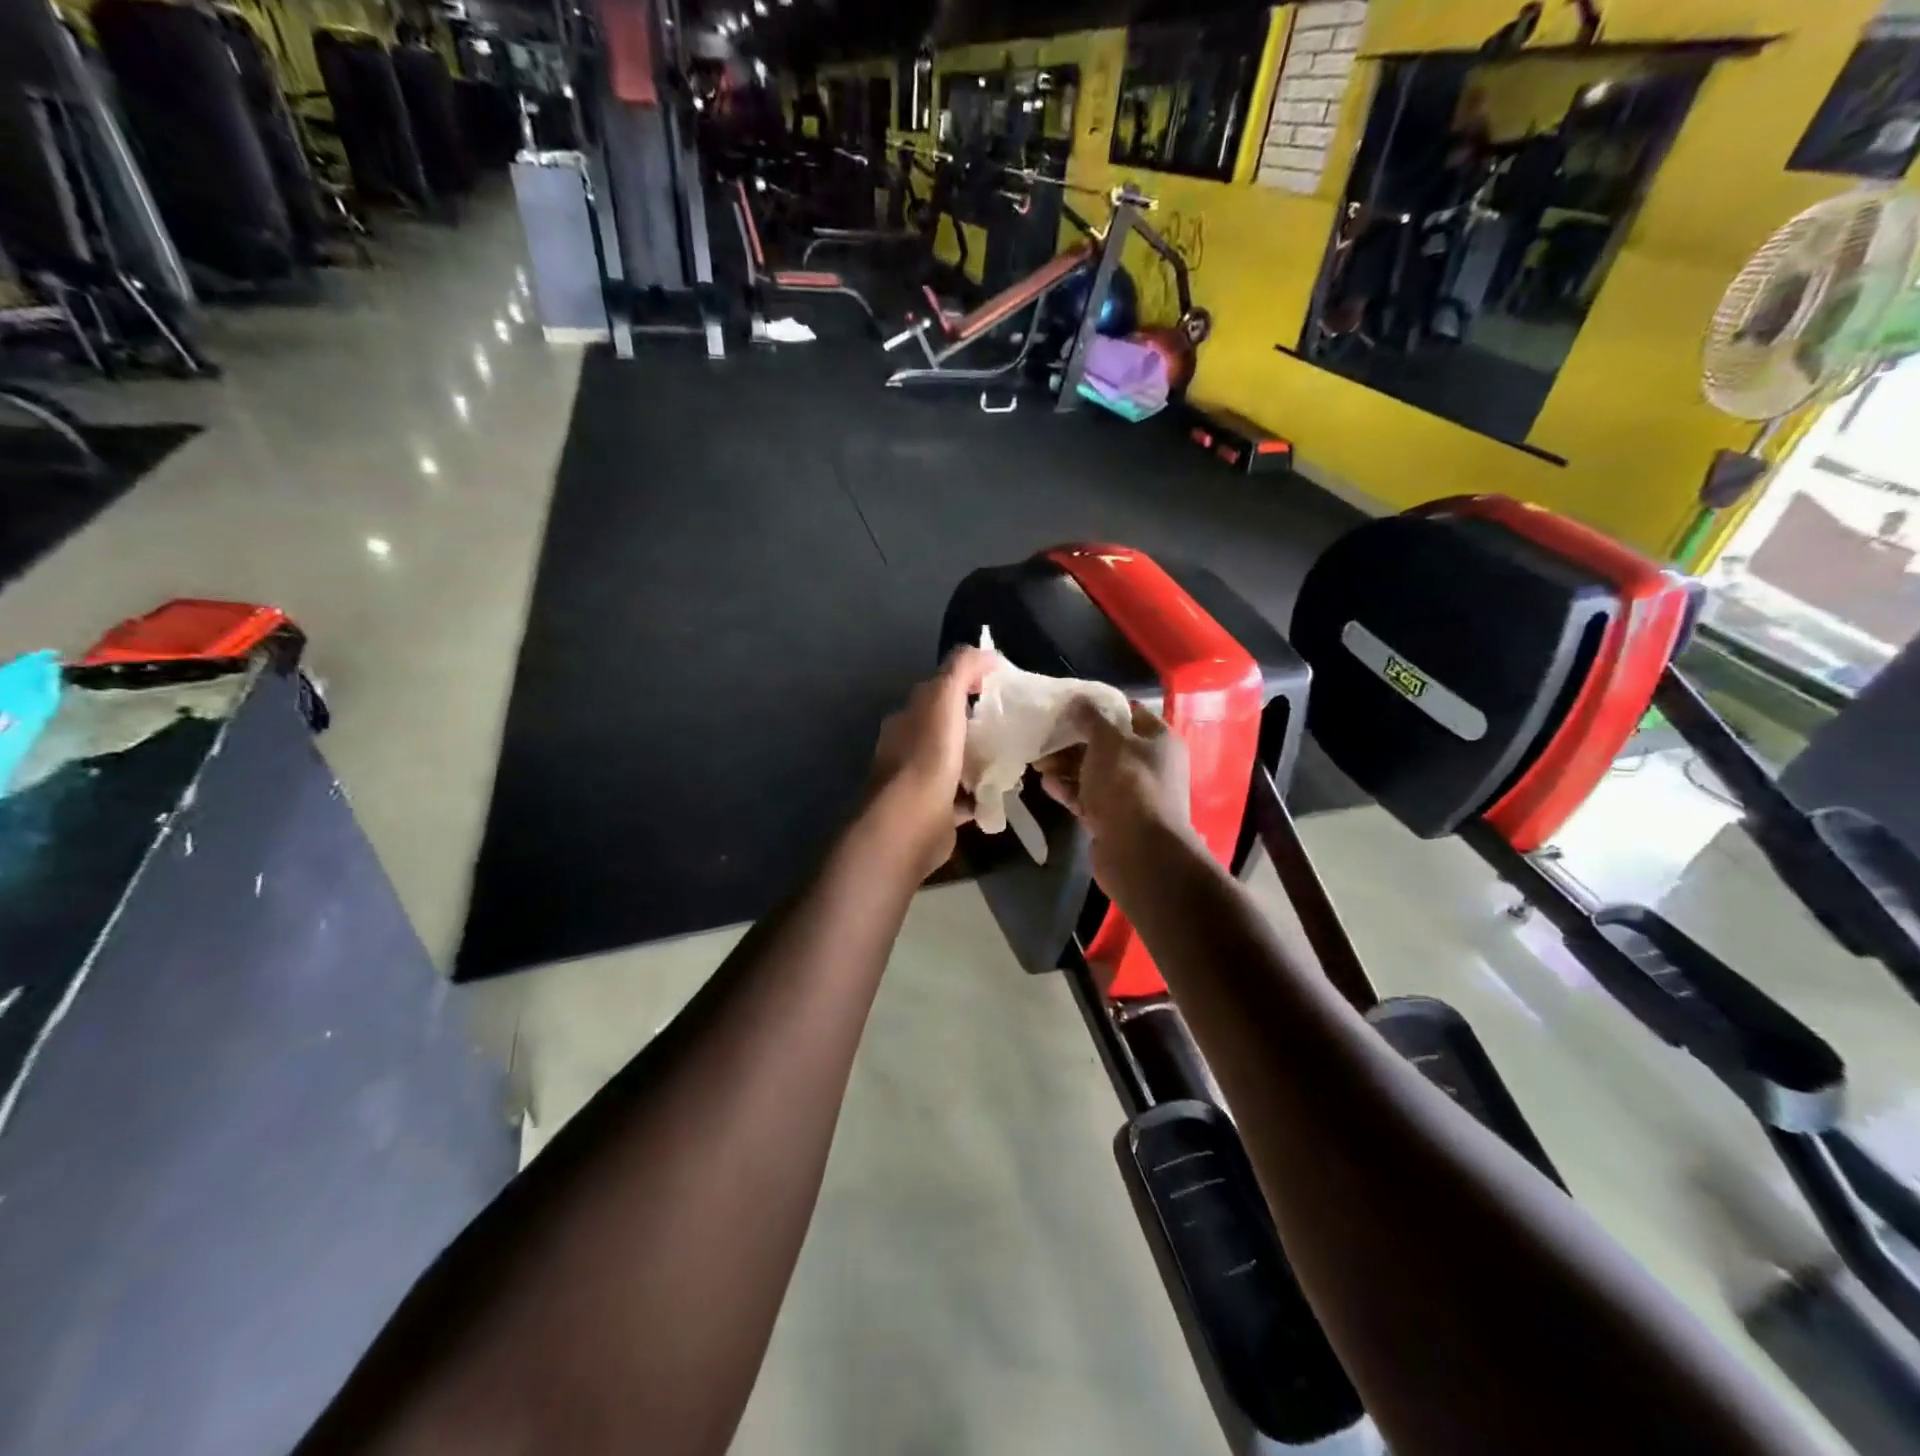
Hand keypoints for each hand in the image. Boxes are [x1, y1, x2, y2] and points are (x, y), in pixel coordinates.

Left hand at [869, 646, 996, 877]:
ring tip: (1012, 756)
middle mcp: (908, 746)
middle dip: (975, 723)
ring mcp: (919, 781)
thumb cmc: (927, 757)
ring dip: (978, 759)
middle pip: (946, 727)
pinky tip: (1001, 792)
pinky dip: (979, 793)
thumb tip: (986, 653)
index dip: (968, 683)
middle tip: (1012, 723)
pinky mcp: (934, 812)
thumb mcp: (944, 698)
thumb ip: (961, 669)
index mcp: (908, 717)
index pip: (938, 691)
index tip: (1001, 687)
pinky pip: (962, 797)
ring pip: (955, 761)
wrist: (910, 823)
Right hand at [1036, 701, 1192, 877]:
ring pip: (1094, 772)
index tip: (1068, 707)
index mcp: (1158, 740)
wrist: (1139, 852)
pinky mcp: (1114, 818)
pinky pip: (1088, 797)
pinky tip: (1047, 785)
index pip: (1128, 713)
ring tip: (1038, 764)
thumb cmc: (1128, 784)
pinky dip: (1069, 789)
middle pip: (1106, 745)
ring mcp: (1131, 794)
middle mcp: (1148, 765)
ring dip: (1066, 767)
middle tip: (1044, 739)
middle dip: (1073, 742)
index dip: (1098, 708)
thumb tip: (1078, 701)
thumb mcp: (1108, 741)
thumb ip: (1091, 718)